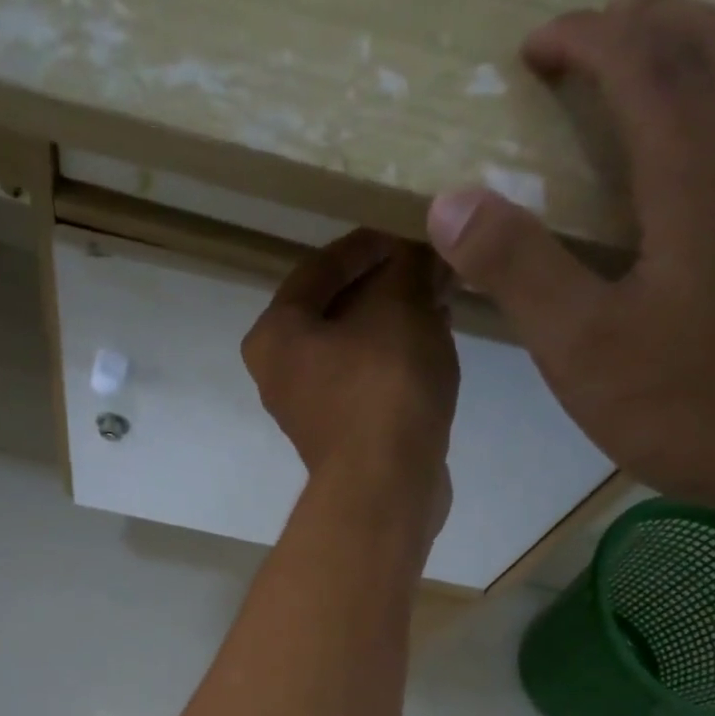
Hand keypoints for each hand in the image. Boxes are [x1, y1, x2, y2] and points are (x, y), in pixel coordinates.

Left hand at [244, 231, 459, 512]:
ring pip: (354, 346)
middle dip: (386, 284)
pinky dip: (395, 358)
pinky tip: (434, 342)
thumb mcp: (401, 305)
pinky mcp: (341, 436)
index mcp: (274, 335)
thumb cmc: (382, 384)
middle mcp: (279, 373)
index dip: (370, 242)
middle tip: (430, 264)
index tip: (411, 229)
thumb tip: (426, 248)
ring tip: (440, 298)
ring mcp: (309, 409)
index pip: (320, 267)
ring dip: (395, 320)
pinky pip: (367, 380)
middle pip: (335, 309)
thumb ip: (412, 264)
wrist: (385, 486)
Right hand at [427, 0, 714, 519]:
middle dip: (651, 24)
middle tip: (597, 41)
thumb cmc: (699, 406)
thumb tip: (450, 199)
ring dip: (711, 57)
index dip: (586, 37)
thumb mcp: (582, 350)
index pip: (643, 60)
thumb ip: (518, 268)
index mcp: (705, 167)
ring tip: (664, 82)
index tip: (537, 44)